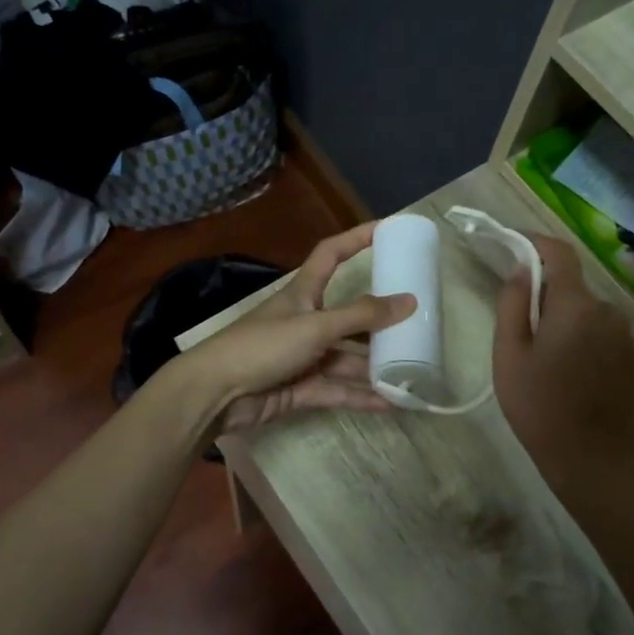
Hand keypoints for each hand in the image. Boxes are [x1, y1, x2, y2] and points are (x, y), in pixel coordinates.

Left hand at [176, 222, 414, 434]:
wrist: (215, 394)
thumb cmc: (262, 346)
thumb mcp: (315, 325)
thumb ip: (361, 316)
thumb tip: (408, 301)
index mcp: (303, 294)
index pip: (331, 254)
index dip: (357, 239)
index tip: (389, 230)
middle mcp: (306, 322)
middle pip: (349, 315)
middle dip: (380, 320)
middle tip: (418, 322)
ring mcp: (304, 358)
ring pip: (347, 358)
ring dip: (376, 366)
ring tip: (414, 371)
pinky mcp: (301, 389)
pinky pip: (339, 390)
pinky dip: (362, 396)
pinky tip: (393, 403)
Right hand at [491, 236, 633, 496]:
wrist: (590, 457)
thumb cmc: (538, 405)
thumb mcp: (509, 354)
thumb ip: (513, 304)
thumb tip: (521, 269)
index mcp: (575, 305)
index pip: (559, 253)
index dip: (535, 243)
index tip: (513, 245)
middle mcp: (608, 311)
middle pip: (572, 286)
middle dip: (545, 295)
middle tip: (520, 329)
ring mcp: (626, 335)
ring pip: (587, 312)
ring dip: (565, 320)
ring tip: (544, 359)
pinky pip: (602, 333)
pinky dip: (584, 339)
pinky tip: (570, 373)